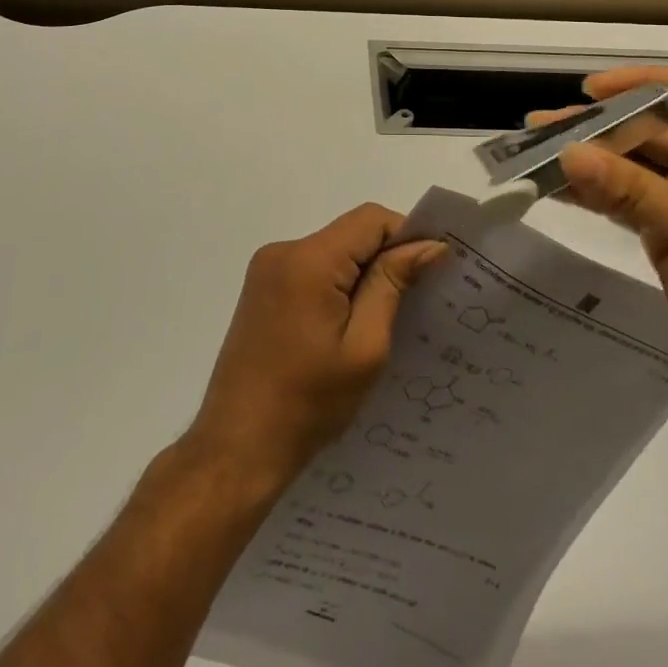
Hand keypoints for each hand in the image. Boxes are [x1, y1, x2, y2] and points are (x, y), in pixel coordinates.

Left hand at [188, 205, 445, 486]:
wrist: (237, 447)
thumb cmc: (308, 404)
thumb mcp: (365, 347)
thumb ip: (393, 285)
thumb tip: (429, 245)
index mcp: (309, 259)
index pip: (371, 219)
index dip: (405, 237)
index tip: (428, 273)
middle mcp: (283, 250)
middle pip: (351, 233)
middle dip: (384, 258)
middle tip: (411, 303)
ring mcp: (267, 268)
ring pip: (333, 250)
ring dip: (360, 274)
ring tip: (379, 320)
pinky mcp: (261, 288)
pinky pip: (312, 268)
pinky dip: (336, 285)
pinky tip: (345, 325)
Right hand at [546, 66, 667, 397]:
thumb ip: (633, 191)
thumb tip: (568, 154)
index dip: (637, 83)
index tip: (589, 90)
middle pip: (644, 128)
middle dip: (594, 127)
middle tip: (539, 127)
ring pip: (626, 164)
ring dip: (584, 159)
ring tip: (531, 152)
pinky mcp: (663, 228)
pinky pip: (619, 199)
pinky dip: (588, 194)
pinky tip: (552, 187)